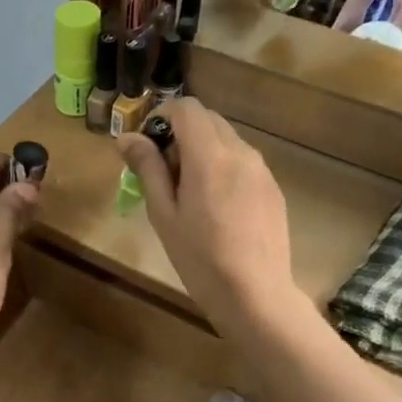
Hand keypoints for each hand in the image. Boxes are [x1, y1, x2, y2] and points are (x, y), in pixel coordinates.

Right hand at [116, 99, 301, 333]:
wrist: (255, 294)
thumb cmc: (200, 257)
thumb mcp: (164, 214)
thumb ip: (148, 168)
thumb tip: (128, 137)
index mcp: (209, 155)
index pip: (187, 108)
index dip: (163, 115)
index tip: (149, 144)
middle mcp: (240, 152)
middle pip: (208, 119)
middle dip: (182, 132)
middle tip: (164, 171)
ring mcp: (261, 169)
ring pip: (227, 139)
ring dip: (203, 149)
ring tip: (190, 192)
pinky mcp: (273, 188)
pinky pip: (243, 161)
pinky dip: (223, 166)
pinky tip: (216, 207)